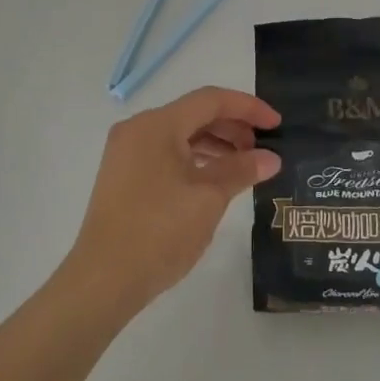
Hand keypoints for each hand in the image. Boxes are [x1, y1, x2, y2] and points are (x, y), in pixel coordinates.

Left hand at [63, 86, 280, 314]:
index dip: (248, 108)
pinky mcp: (123, 175)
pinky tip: (214, 178)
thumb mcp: (208, 198)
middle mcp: (138, 129)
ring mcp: (127, 152)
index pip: (211, 100)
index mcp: (157, 125)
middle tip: (263, 148)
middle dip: (232, 126)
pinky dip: (194, 159)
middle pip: (194, 114)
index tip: (277, 124)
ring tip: (244, 165)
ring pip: (180, 134)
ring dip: (215, 143)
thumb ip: (241, 170)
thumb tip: (271, 158)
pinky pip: (166, 152)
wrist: (103, 280)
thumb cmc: (159, 232)